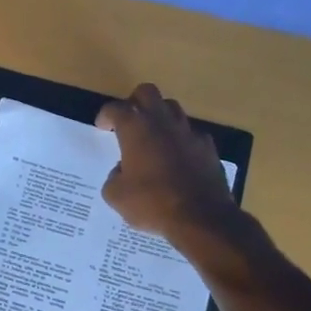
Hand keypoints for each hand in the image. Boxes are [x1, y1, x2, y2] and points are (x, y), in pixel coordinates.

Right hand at [96, 83, 237, 240]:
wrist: (201, 218)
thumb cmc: (152, 203)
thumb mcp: (116, 196)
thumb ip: (113, 177)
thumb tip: (121, 171)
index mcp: (136, 129)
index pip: (116, 108)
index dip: (106, 115)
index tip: (102, 126)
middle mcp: (162, 122)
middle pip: (147, 93)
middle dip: (135, 101)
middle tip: (129, 120)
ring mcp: (189, 133)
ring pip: (173, 109)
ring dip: (160, 117)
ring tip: (153, 137)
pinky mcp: (208, 148)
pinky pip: (192, 135)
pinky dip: (182, 141)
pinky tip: (178, 159)